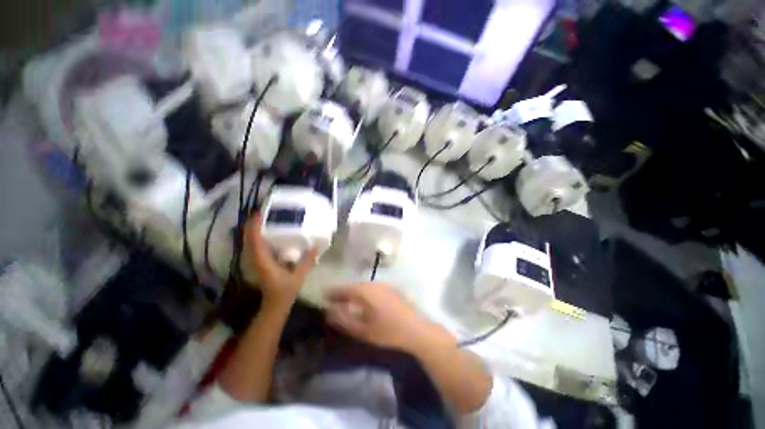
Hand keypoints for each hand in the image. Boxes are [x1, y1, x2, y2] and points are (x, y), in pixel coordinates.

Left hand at [248, 213, 317, 306]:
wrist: (275, 303)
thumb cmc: (285, 290)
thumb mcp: (299, 275)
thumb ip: (307, 261)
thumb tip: (317, 245)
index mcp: (263, 261)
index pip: (255, 240)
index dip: (255, 226)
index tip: (260, 213)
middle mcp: (255, 259)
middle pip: (249, 237)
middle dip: (254, 223)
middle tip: (265, 211)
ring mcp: (255, 260)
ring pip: (250, 241)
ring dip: (254, 229)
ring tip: (265, 217)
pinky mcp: (258, 261)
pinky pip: (255, 245)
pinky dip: (258, 236)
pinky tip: (268, 231)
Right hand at [325, 283, 452, 352]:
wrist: (416, 329)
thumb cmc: (388, 331)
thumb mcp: (362, 329)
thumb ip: (344, 319)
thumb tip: (329, 311)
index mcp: (365, 291)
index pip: (345, 288)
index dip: (333, 292)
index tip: (323, 295)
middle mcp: (374, 284)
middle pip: (354, 285)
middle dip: (343, 292)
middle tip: (333, 299)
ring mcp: (384, 285)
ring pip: (364, 286)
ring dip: (354, 292)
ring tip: (346, 300)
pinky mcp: (391, 289)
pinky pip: (372, 288)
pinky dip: (364, 292)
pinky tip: (364, 301)